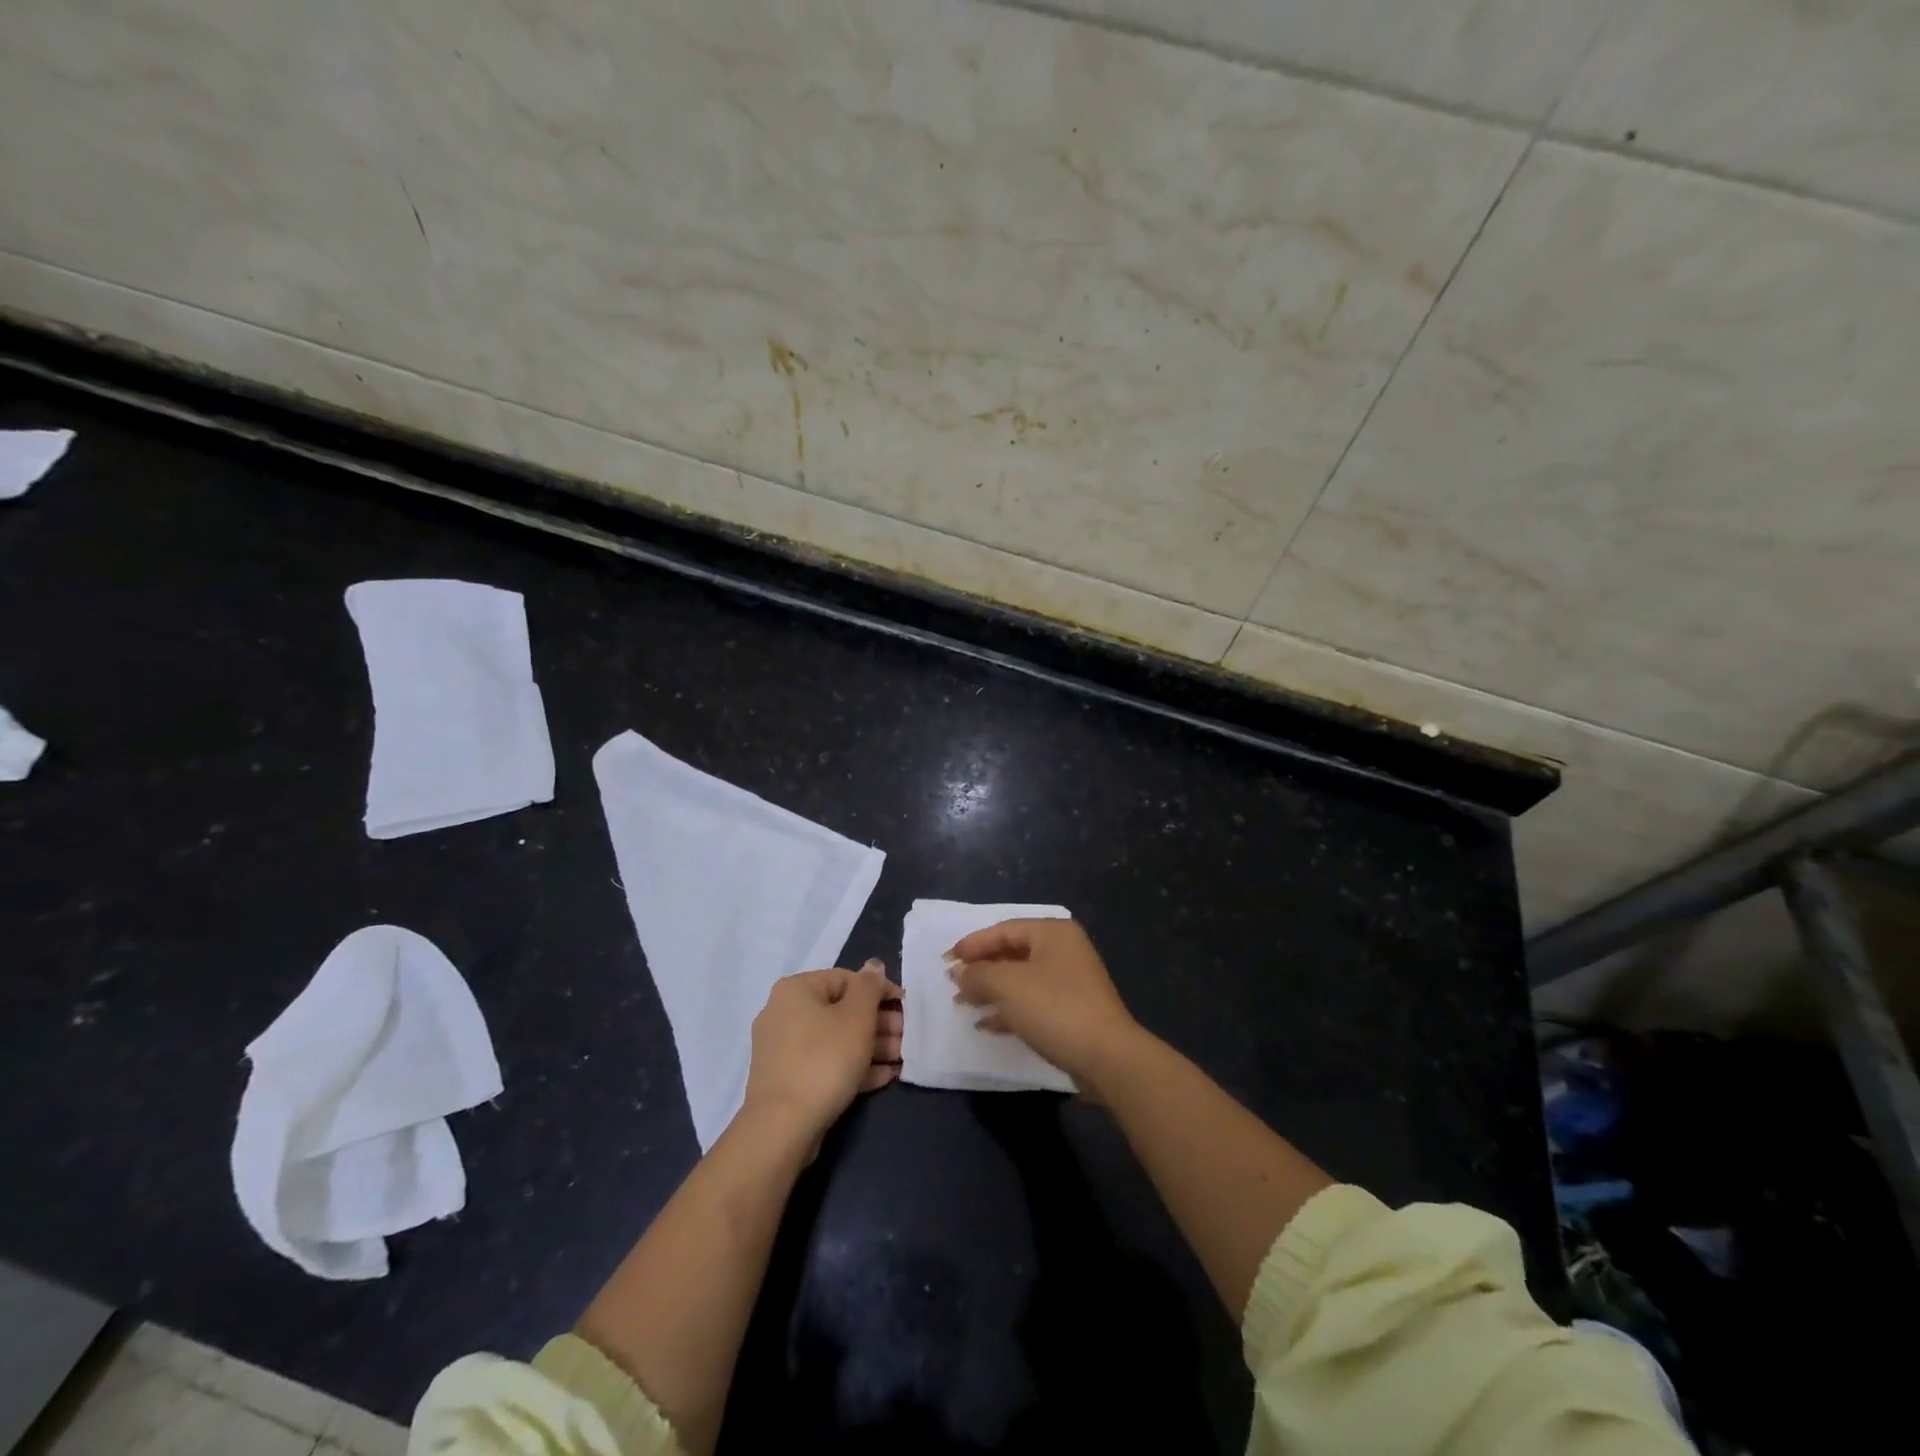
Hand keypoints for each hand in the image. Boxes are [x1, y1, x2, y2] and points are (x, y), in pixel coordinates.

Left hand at [741, 961, 901, 1141]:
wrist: (782, 1127)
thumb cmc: (824, 1060)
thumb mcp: (857, 1018)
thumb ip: (870, 987)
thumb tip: (873, 966)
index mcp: (796, 990)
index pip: (846, 978)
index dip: (879, 990)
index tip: (905, 1007)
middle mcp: (784, 1013)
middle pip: (841, 1010)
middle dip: (878, 1023)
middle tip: (905, 1036)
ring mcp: (783, 1049)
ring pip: (835, 1039)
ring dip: (871, 1046)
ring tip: (900, 1058)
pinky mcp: (788, 1079)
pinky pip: (825, 1063)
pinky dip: (853, 1066)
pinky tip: (884, 1077)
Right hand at [948, 919, 1141, 1086]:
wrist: (1106, 1056)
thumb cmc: (1054, 1008)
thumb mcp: (1006, 985)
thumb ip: (977, 974)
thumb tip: (959, 973)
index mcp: (1053, 932)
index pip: (1004, 929)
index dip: (972, 944)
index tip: (946, 960)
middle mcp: (1064, 950)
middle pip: (1013, 953)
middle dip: (981, 968)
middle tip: (953, 982)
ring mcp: (1071, 982)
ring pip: (1021, 979)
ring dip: (991, 991)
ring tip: (963, 1004)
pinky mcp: (1072, 1011)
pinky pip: (1032, 1002)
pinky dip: (1009, 1010)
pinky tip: (986, 1025)